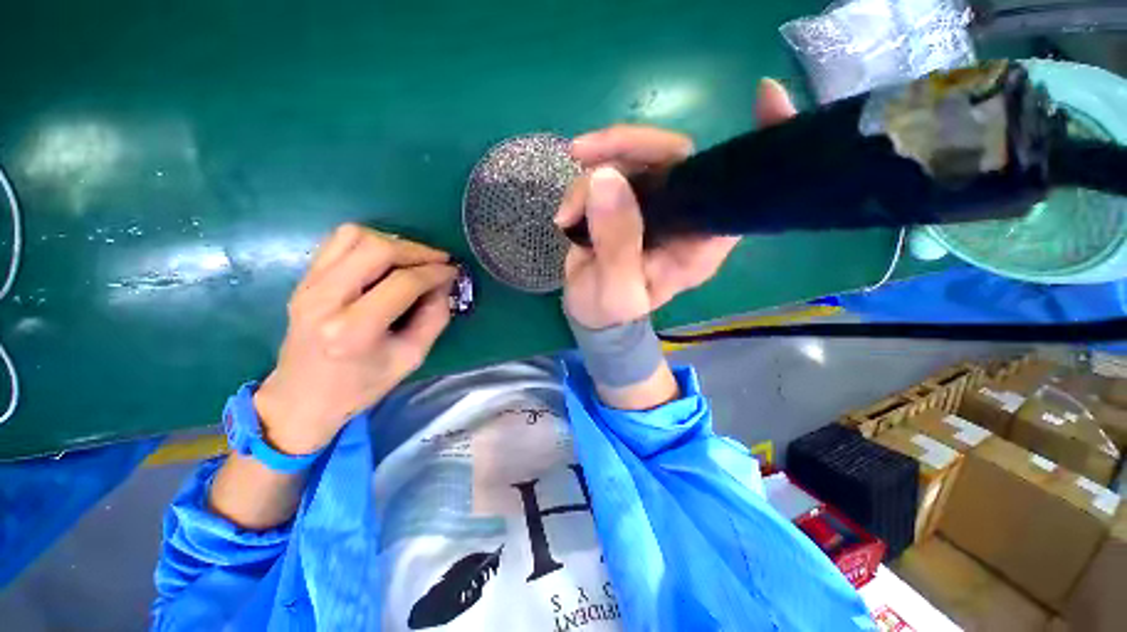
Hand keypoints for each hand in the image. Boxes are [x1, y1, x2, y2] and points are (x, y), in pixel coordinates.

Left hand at [253, 224, 456, 454]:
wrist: (302, 398)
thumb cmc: (361, 385)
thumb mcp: (411, 357)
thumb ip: (434, 318)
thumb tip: (444, 284)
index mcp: (353, 330)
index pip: (402, 283)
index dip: (435, 272)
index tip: (454, 271)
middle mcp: (325, 300)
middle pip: (376, 249)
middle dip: (416, 250)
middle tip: (438, 260)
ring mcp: (308, 286)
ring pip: (353, 236)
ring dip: (392, 242)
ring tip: (413, 258)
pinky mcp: (304, 280)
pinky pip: (338, 242)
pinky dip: (369, 242)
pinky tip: (387, 259)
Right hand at [556, 78, 796, 328]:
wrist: (589, 312)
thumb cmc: (611, 311)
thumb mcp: (616, 293)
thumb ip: (617, 246)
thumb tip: (606, 179)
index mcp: (698, 243)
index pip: (735, 191)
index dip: (758, 144)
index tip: (767, 96)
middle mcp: (682, 216)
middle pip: (673, 156)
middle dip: (628, 145)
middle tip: (583, 153)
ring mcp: (652, 204)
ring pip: (632, 159)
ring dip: (593, 172)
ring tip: (568, 212)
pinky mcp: (624, 200)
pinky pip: (606, 172)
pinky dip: (581, 186)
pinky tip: (566, 216)